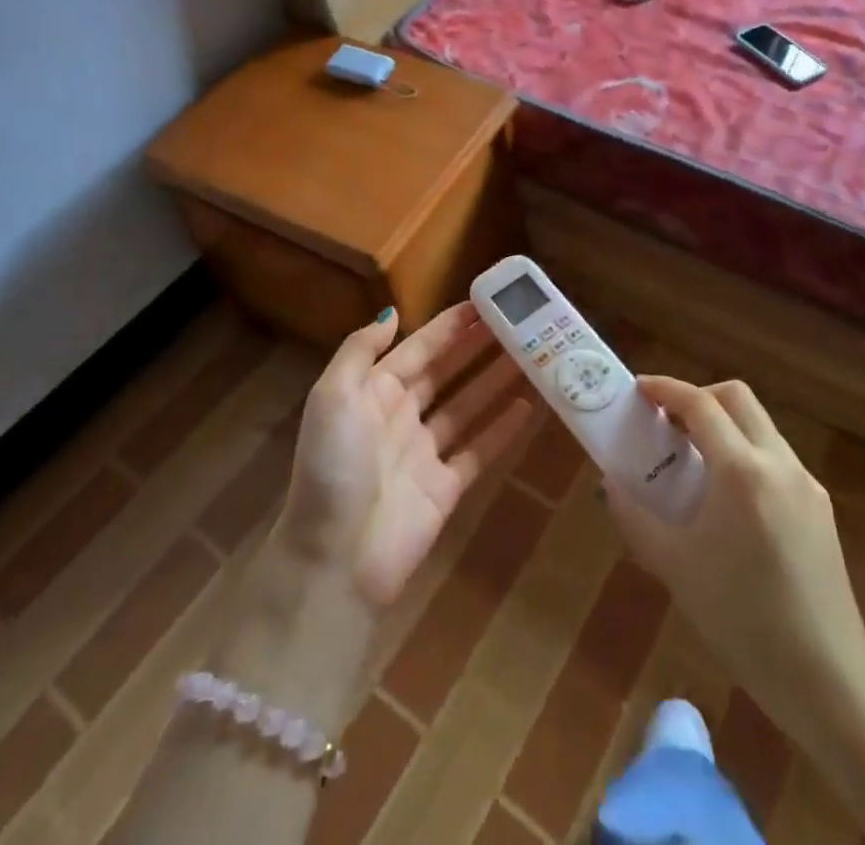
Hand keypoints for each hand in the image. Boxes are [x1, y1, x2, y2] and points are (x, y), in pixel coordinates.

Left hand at [274, 303, 536, 611]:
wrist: (335, 559)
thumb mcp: (332, 397)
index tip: (484, 305)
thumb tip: (392, 313)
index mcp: (373, 391)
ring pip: (467, 407)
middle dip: (478, 349)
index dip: (449, 327)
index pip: (418, 348)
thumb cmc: (333, 468)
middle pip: (447, 373)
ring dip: (496, 381)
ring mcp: (424, 453)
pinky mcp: (444, 488)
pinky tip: (529, 406)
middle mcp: (400, 416)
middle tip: (518, 326)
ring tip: (532, 357)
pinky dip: (502, 429)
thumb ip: (359, 350)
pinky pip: (479, 451)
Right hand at [602, 377, 864, 744]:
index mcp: (741, 471)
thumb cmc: (740, 619)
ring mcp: (805, 484)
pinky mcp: (820, 508)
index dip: (666, 389)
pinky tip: (728, 499)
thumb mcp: (673, 566)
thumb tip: (609, 482)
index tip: (639, 390)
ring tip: (693, 461)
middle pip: (737, 398)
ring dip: (723, 425)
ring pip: (759, 426)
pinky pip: (775, 458)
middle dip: (698, 398)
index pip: (700, 404)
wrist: (826, 679)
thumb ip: (634, 515)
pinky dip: (745, 454)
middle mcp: (778, 463)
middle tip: (668, 422)